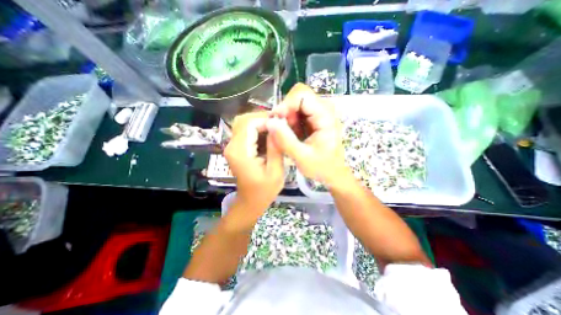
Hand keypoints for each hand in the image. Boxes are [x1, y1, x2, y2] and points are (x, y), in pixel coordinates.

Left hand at [224, 112, 284, 211]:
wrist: (250, 201)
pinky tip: (269, 136)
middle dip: (263, 119)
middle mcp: (232, 146)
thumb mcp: (275, 171)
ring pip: (244, 123)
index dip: (266, 120)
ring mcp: (232, 146)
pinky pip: (245, 131)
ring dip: (260, 123)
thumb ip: (275, 148)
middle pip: (244, 120)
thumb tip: (278, 126)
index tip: (281, 124)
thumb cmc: (264, 190)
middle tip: (279, 125)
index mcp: (240, 151)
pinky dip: (257, 129)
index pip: (249, 123)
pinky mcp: (236, 148)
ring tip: (276, 129)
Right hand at [266, 84, 348, 187]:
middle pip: (298, 97)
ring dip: (287, 119)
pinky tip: (291, 136)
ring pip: (296, 105)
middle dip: (285, 112)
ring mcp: (319, 114)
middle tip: (280, 130)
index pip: (302, 95)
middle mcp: (324, 110)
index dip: (286, 104)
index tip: (276, 120)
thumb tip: (269, 122)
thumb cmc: (322, 167)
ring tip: (286, 136)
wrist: (333, 173)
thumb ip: (285, 140)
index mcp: (325, 116)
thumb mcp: (302, 157)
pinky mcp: (315, 119)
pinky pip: (297, 114)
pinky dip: (290, 123)